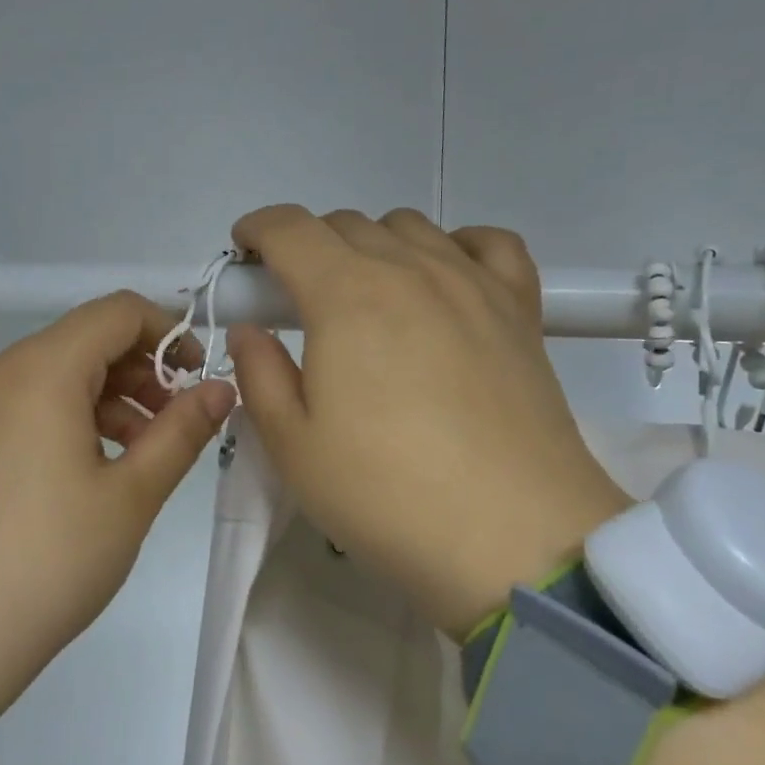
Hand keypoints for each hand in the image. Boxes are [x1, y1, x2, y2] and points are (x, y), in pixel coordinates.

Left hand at [0, 292, 236, 720]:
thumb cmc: (49, 558)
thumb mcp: (131, 494)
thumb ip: (182, 430)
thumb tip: (223, 389)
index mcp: (42, 369)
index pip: (118, 311)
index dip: (169, 331)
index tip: (200, 378)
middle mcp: (4, 371)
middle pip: (89, 337)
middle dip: (144, 368)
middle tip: (179, 422)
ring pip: (62, 371)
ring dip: (114, 395)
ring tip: (147, 450)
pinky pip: (34, 401)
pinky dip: (77, 415)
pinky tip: (101, 465)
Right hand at [227, 205, 630, 639]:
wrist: (513, 540)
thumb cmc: (386, 495)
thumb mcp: (293, 445)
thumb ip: (259, 373)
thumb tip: (251, 331)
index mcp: (345, 295)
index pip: (290, 228)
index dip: (257, 230)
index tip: (245, 256)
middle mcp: (410, 269)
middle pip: (345, 224)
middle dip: (307, 247)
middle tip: (297, 301)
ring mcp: (472, 283)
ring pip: (409, 226)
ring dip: (371, 246)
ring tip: (366, 299)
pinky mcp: (520, 309)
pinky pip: (488, 244)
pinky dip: (455, 246)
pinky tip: (444, 282)